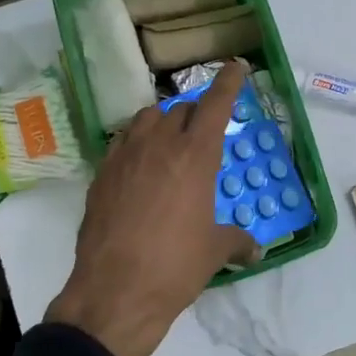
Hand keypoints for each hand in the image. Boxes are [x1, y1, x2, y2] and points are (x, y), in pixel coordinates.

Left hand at [47, 60, 259, 355]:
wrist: (116, 290)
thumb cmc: (176, 266)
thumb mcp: (215, 252)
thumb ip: (237, 241)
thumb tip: (255, 249)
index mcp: (196, 155)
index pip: (216, 104)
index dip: (228, 81)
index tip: (236, 65)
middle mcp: (160, 145)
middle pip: (180, 109)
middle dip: (196, 113)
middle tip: (203, 132)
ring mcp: (125, 156)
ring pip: (146, 119)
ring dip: (162, 122)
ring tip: (169, 142)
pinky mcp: (100, 174)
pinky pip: (121, 142)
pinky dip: (134, 143)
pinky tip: (138, 166)